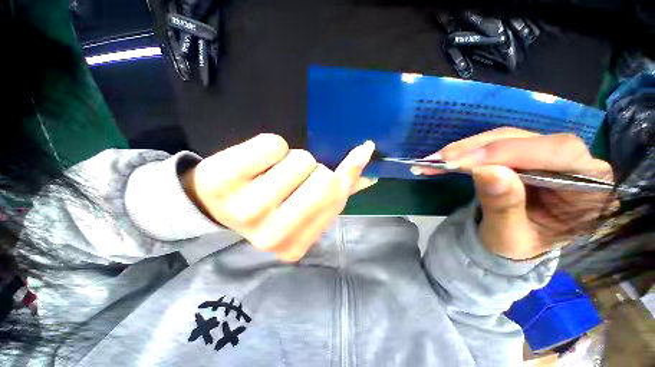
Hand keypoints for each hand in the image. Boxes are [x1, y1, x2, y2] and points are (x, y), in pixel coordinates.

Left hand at [181, 134, 376, 261]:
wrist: (217, 203)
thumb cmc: (270, 205)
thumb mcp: (306, 206)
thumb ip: (340, 191)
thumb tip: (371, 175)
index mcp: (294, 246)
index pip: (336, 197)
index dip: (344, 174)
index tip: (352, 157)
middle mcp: (271, 235)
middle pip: (322, 177)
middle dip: (314, 169)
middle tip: (294, 177)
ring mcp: (245, 209)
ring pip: (300, 159)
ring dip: (293, 160)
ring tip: (272, 174)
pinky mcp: (223, 180)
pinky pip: (273, 144)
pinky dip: (272, 146)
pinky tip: (255, 164)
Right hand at [416, 127, 613, 259]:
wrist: (507, 244)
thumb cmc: (515, 248)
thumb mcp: (509, 238)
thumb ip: (503, 207)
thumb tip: (486, 170)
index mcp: (589, 189)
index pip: (561, 153)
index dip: (514, 152)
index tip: (469, 163)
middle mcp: (573, 163)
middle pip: (527, 139)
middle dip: (479, 149)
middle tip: (441, 161)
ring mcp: (545, 155)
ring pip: (504, 137)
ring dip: (465, 148)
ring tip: (434, 161)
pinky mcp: (520, 153)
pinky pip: (490, 144)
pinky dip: (463, 151)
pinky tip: (443, 159)